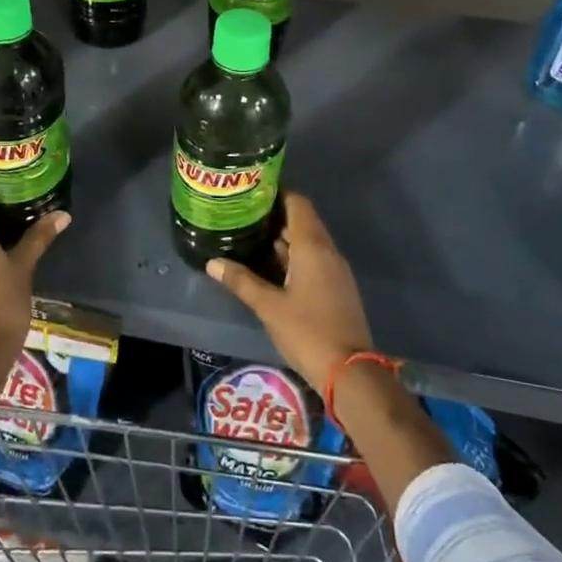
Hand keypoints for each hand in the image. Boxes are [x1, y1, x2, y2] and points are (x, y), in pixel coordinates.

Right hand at [206, 193, 372, 390]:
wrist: (349, 372)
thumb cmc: (307, 331)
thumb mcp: (268, 306)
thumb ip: (241, 281)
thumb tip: (212, 262)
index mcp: (313, 247)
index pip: (298, 203)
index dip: (277, 193)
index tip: (252, 190)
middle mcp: (327, 251)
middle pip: (302, 220)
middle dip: (275, 215)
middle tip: (243, 212)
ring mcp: (334, 270)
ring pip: (308, 241)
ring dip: (283, 237)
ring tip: (250, 234)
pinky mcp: (336, 287)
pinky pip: (313, 259)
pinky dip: (293, 255)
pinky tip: (270, 264)